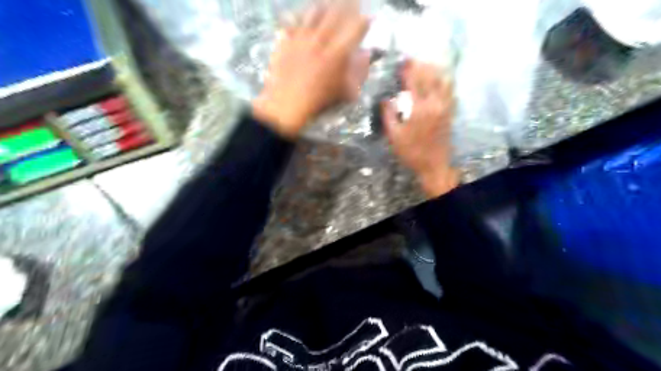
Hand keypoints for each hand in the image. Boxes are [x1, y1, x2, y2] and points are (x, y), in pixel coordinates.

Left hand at [252, 2, 369, 139]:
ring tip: (330, 5)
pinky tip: (303, 17)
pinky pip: (293, 19)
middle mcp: (320, 39)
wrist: (287, 103)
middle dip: (348, 4)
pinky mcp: (286, 39)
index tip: (369, 18)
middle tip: (353, 2)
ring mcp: (301, 37)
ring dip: (325, 6)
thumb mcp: (345, 91)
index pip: (356, 28)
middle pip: (337, 12)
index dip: (364, 21)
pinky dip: (301, 15)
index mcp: (337, 53)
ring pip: (315, 11)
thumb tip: (367, 55)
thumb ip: (359, 72)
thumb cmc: (319, 100)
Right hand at [382, 61, 461, 198]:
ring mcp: (445, 107)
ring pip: (443, 81)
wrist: (434, 165)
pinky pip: (450, 91)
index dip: (408, 69)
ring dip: (434, 71)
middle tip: (411, 62)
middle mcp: (435, 103)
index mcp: (420, 109)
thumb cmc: (411, 152)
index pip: (414, 82)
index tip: (402, 62)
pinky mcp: (450, 112)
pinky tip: (438, 80)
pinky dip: (444, 81)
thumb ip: (388, 115)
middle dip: (420, 66)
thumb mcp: (394, 136)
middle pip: (430, 77)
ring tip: (424, 67)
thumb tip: (385, 99)